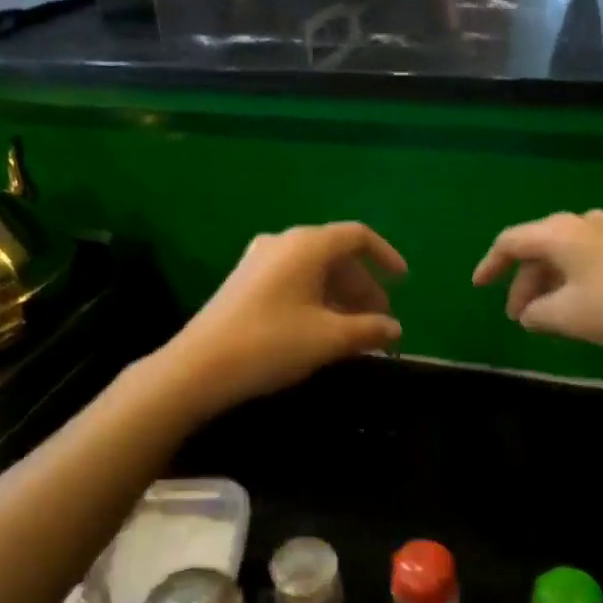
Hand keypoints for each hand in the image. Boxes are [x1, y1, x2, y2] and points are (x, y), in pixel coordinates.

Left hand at [159, 222, 405, 416]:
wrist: (199, 367)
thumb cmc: (272, 343)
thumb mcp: (329, 338)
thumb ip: (369, 329)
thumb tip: (395, 328)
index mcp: (307, 244)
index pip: (357, 236)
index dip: (385, 256)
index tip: (403, 282)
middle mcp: (283, 242)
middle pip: (335, 255)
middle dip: (363, 286)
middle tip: (380, 321)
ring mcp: (259, 260)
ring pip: (313, 270)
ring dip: (340, 296)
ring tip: (355, 331)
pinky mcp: (244, 281)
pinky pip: (292, 280)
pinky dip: (315, 298)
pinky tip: (321, 329)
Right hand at [472, 210, 602, 364]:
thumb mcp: (566, 317)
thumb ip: (536, 314)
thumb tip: (529, 314)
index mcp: (559, 233)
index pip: (510, 242)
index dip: (490, 265)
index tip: (478, 287)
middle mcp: (583, 223)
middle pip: (538, 249)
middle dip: (523, 283)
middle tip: (519, 317)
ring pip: (564, 255)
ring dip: (548, 284)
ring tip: (546, 318)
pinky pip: (587, 259)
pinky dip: (572, 281)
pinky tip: (578, 307)